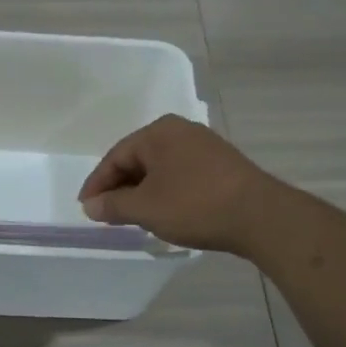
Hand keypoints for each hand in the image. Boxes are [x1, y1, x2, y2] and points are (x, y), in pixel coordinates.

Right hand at [78, 115, 280, 253]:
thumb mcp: (145, 208)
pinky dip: (165, 190)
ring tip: (133, 215)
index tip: (86, 208)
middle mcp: (181, 131)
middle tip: (106, 212)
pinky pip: (181, 173)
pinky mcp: (222, 164)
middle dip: (120, 186)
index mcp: (158, 132)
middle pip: (138, 159)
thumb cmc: (194, 205)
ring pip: (161, 168)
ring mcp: (205, 145)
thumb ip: (113, 205)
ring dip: (143, 190)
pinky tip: (165, 210)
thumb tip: (91, 205)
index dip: (97, 184)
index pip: (116, 156)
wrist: (259, 216)